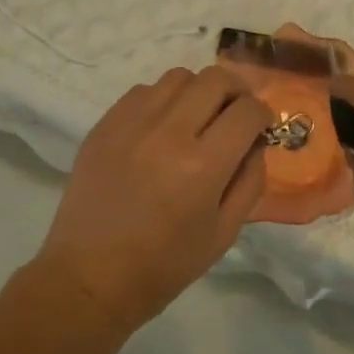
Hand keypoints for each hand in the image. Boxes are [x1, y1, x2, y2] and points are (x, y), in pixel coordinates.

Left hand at [35, 67, 273, 331]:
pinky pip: (143, 91)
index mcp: (202, 166)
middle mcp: (168, 133)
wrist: (90, 276)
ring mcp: (131, 123)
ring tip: (196, 118)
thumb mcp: (224, 233)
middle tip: (235, 114)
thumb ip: (249, 181)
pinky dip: (162, 100)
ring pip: (178, 77)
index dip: (263, 115)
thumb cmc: (164, 265)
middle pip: (215, 79)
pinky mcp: (105, 124)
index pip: (247, 111)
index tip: (260, 128)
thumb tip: (255, 142)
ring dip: (198, 91)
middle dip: (236, 92)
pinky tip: (160, 127)